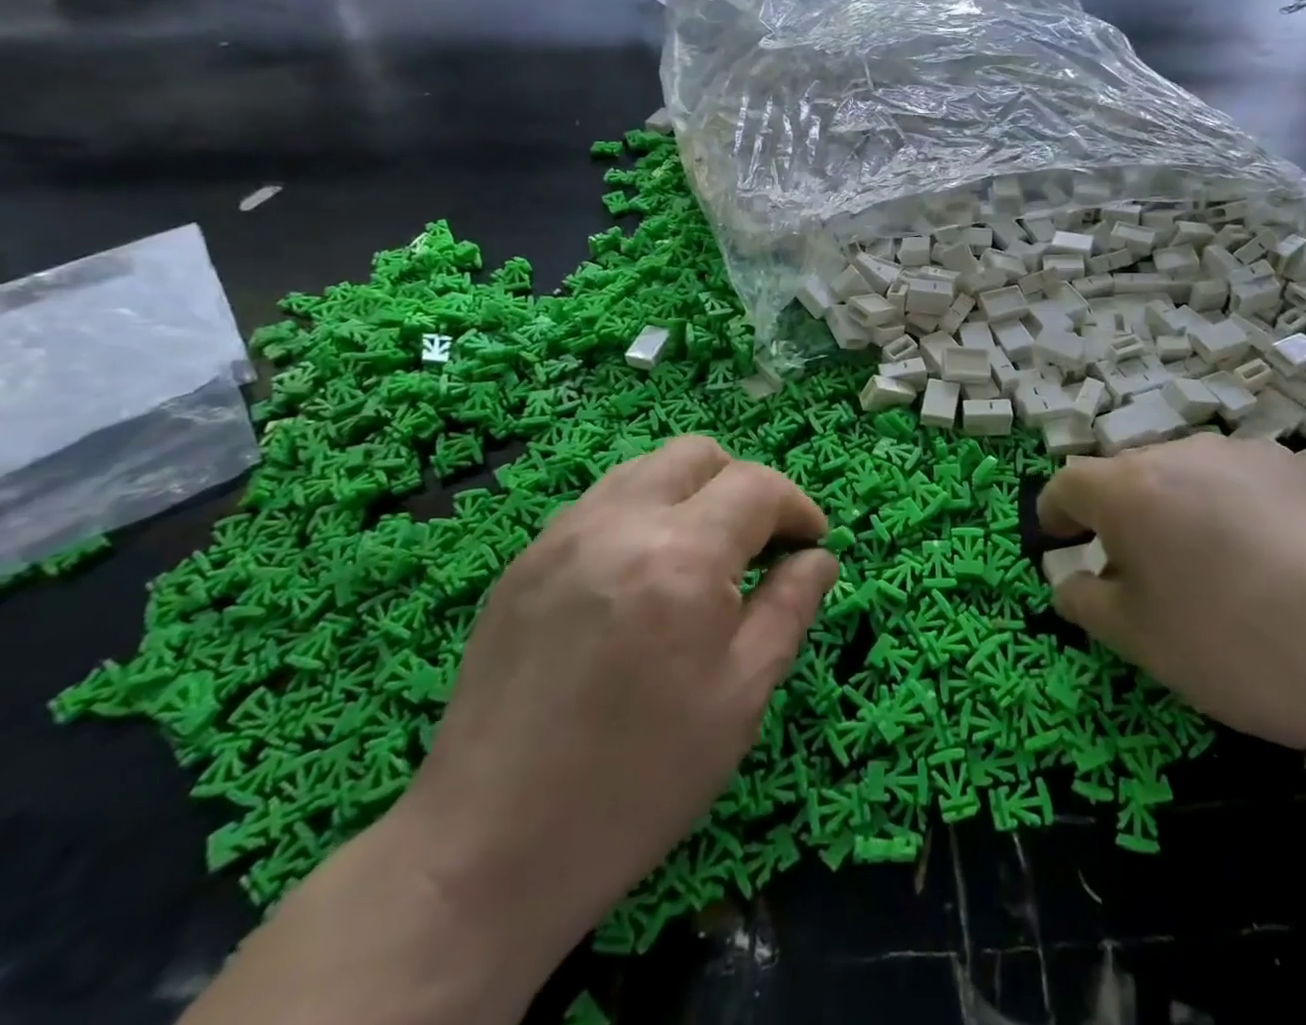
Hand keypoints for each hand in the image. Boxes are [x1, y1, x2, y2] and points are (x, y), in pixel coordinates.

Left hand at [396, 436, 836, 971]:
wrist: (487, 850)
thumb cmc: (639, 781)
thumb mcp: (741, 697)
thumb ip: (790, 607)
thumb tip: (819, 557)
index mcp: (681, 556)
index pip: (757, 486)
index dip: (797, 507)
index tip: (811, 544)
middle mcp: (619, 522)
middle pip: (698, 455)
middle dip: (743, 486)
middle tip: (758, 545)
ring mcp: (562, 535)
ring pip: (646, 469)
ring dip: (690, 494)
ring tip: (701, 558)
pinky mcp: (525, 560)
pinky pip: (601, 504)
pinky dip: (641, 516)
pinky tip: (641, 580)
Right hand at [1038, 434, 1305, 782]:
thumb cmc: (1241, 649)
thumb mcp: (1142, 642)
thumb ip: (1087, 602)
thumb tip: (1069, 581)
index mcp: (1131, 487)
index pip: (1068, 484)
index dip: (1054, 514)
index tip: (1057, 542)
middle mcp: (1185, 452)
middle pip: (1131, 476)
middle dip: (1121, 518)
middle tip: (1140, 575)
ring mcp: (1252, 456)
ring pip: (1190, 477)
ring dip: (1180, 513)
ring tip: (1215, 575)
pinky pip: (1246, 486)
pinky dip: (1237, 515)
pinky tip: (1278, 570)